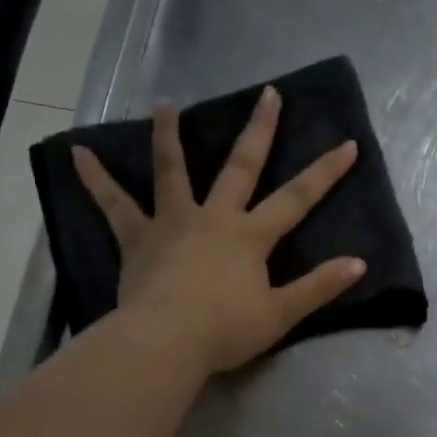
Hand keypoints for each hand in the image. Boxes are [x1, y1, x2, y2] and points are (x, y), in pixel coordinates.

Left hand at [73, 87, 364, 375]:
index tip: (348, 144)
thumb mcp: (280, 314)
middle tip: (268, 94)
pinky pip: (113, 205)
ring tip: (163, 105)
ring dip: (169, 137)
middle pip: (240, 167)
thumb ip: (318, 287)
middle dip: (259, 131)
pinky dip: (95, 179)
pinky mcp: (137, 239)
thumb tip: (358, 264)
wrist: (166, 342)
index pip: (297, 198)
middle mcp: (214, 218)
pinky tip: (77, 154)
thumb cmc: (225, 330)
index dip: (325, 172)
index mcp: (250, 236)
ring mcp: (172, 223)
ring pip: (172, 172)